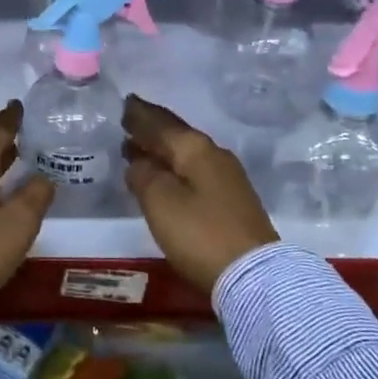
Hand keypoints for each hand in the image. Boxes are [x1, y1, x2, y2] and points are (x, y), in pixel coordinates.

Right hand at [122, 94, 278, 294]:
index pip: (161, 122)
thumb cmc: (200, 234)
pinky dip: (174, 167)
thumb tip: (137, 161)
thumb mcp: (160, 202)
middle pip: (176, 135)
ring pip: (185, 154)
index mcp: (195, 148)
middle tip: (128, 120)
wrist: (253, 275)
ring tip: (138, 147)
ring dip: (161, 149)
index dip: (140, 114)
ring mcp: (226, 178)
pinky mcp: (231, 200)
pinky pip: (194, 171)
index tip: (124, 103)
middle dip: (151, 128)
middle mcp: (214, 155)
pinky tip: (164, 175)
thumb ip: (143, 175)